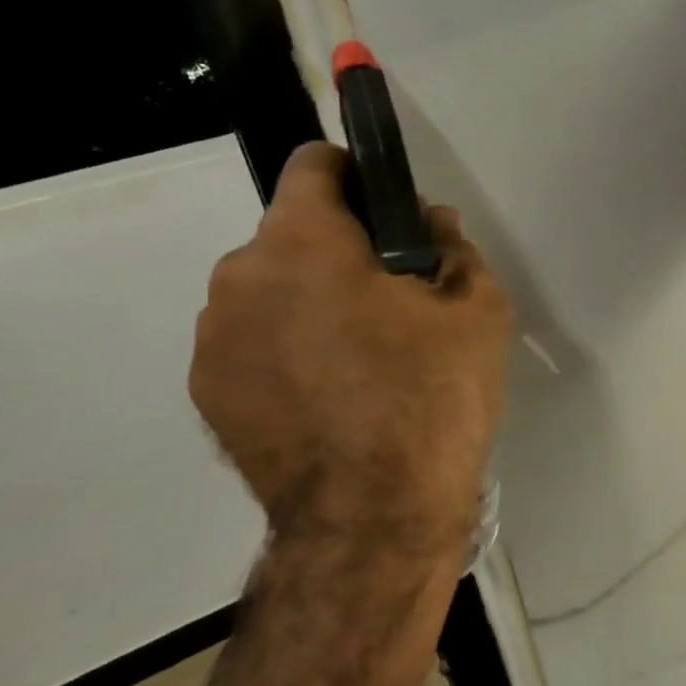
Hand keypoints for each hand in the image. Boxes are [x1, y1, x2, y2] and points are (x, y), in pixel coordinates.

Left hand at [189, 143, 511, 557]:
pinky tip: (331, 397)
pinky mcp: (208, 394)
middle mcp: (239, 277)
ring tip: (361, 359)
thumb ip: (454, 250)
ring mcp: (213, 340)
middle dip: (339, 251)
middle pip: (291, 235)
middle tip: (393, 303)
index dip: (356, 176)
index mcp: (302, 243)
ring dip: (309, 303)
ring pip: (269, 292)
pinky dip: (286, 351)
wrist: (373, 519)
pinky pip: (252, 344)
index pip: (313, 165)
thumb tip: (432, 226)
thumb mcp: (478, 313)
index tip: (389, 213)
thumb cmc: (432, 399)